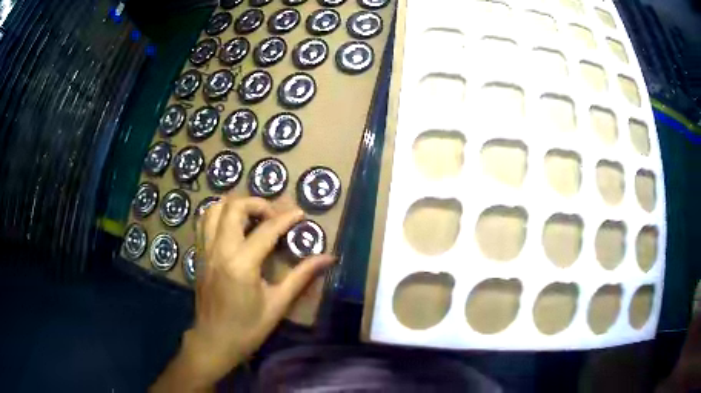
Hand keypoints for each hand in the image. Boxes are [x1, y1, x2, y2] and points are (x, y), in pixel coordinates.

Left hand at [151, 196, 334, 391]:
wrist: (214, 341)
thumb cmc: (248, 328)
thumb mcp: (278, 304)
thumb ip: (301, 276)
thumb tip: (328, 258)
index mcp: (241, 265)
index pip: (266, 229)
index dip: (286, 218)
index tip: (300, 214)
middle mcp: (219, 250)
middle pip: (234, 207)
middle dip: (257, 203)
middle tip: (274, 216)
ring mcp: (205, 251)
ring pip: (214, 209)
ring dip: (235, 205)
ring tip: (252, 216)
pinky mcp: (199, 255)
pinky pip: (204, 223)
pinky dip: (219, 215)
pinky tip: (232, 227)